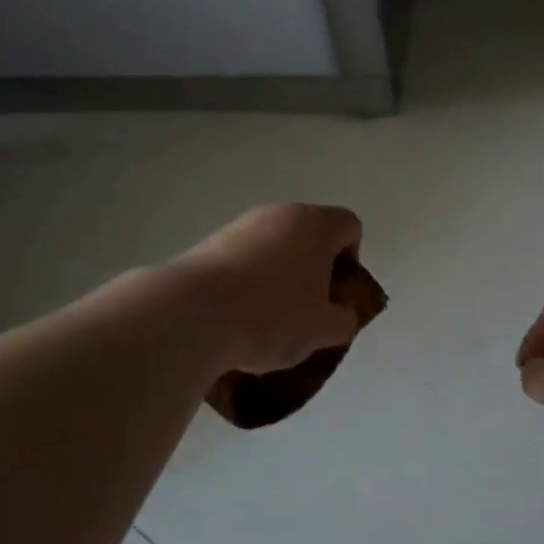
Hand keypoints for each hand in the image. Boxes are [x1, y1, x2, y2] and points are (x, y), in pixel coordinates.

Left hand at [170, 204, 364, 374]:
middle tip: (308, 308)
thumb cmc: (273, 317)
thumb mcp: (324, 330)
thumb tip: (341, 314)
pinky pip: (241, 260)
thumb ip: (345, 319)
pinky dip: (246, 282)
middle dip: (314, 269)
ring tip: (268, 319)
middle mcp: (279, 214)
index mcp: (316, 225)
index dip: (352, 259)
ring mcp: (239, 226)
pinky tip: (237, 317)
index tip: (337, 292)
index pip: (350, 227)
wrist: (191, 316)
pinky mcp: (207, 244)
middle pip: (309, 235)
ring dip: (278, 275)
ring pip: (273, 247)